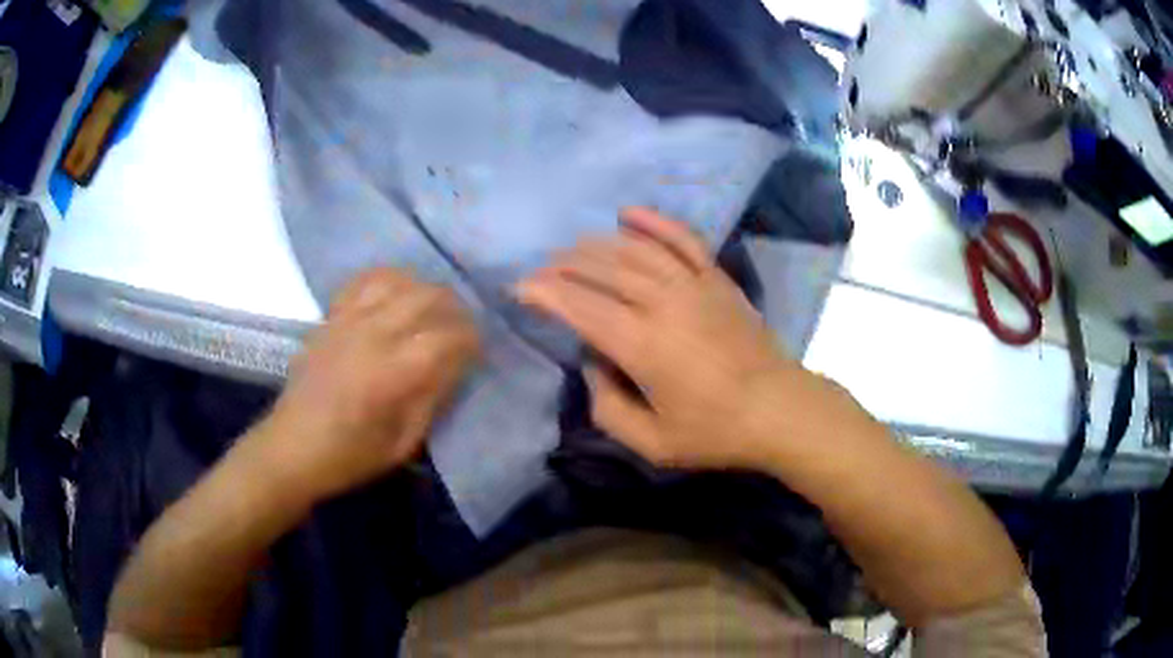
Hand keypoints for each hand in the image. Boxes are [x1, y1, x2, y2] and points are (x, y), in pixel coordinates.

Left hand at [258, 269, 480, 498]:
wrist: (291, 448)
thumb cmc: (349, 456)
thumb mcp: (402, 444)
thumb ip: (432, 399)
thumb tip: (456, 366)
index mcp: (392, 373)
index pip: (448, 336)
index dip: (471, 339)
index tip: (479, 351)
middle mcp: (372, 334)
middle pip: (428, 296)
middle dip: (456, 308)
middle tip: (463, 328)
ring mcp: (348, 319)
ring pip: (399, 280)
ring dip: (424, 289)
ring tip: (433, 310)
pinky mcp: (331, 316)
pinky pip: (364, 280)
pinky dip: (388, 280)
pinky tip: (396, 295)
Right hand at [517, 208, 818, 470]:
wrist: (778, 409)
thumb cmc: (715, 432)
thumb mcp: (651, 444)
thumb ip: (607, 407)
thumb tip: (593, 364)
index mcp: (642, 345)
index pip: (579, 306)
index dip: (544, 293)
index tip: (521, 289)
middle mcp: (662, 303)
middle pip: (601, 270)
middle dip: (563, 267)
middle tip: (543, 273)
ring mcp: (693, 285)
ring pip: (634, 250)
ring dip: (597, 245)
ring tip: (573, 249)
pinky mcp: (716, 279)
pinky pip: (682, 239)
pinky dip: (654, 222)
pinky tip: (628, 214)